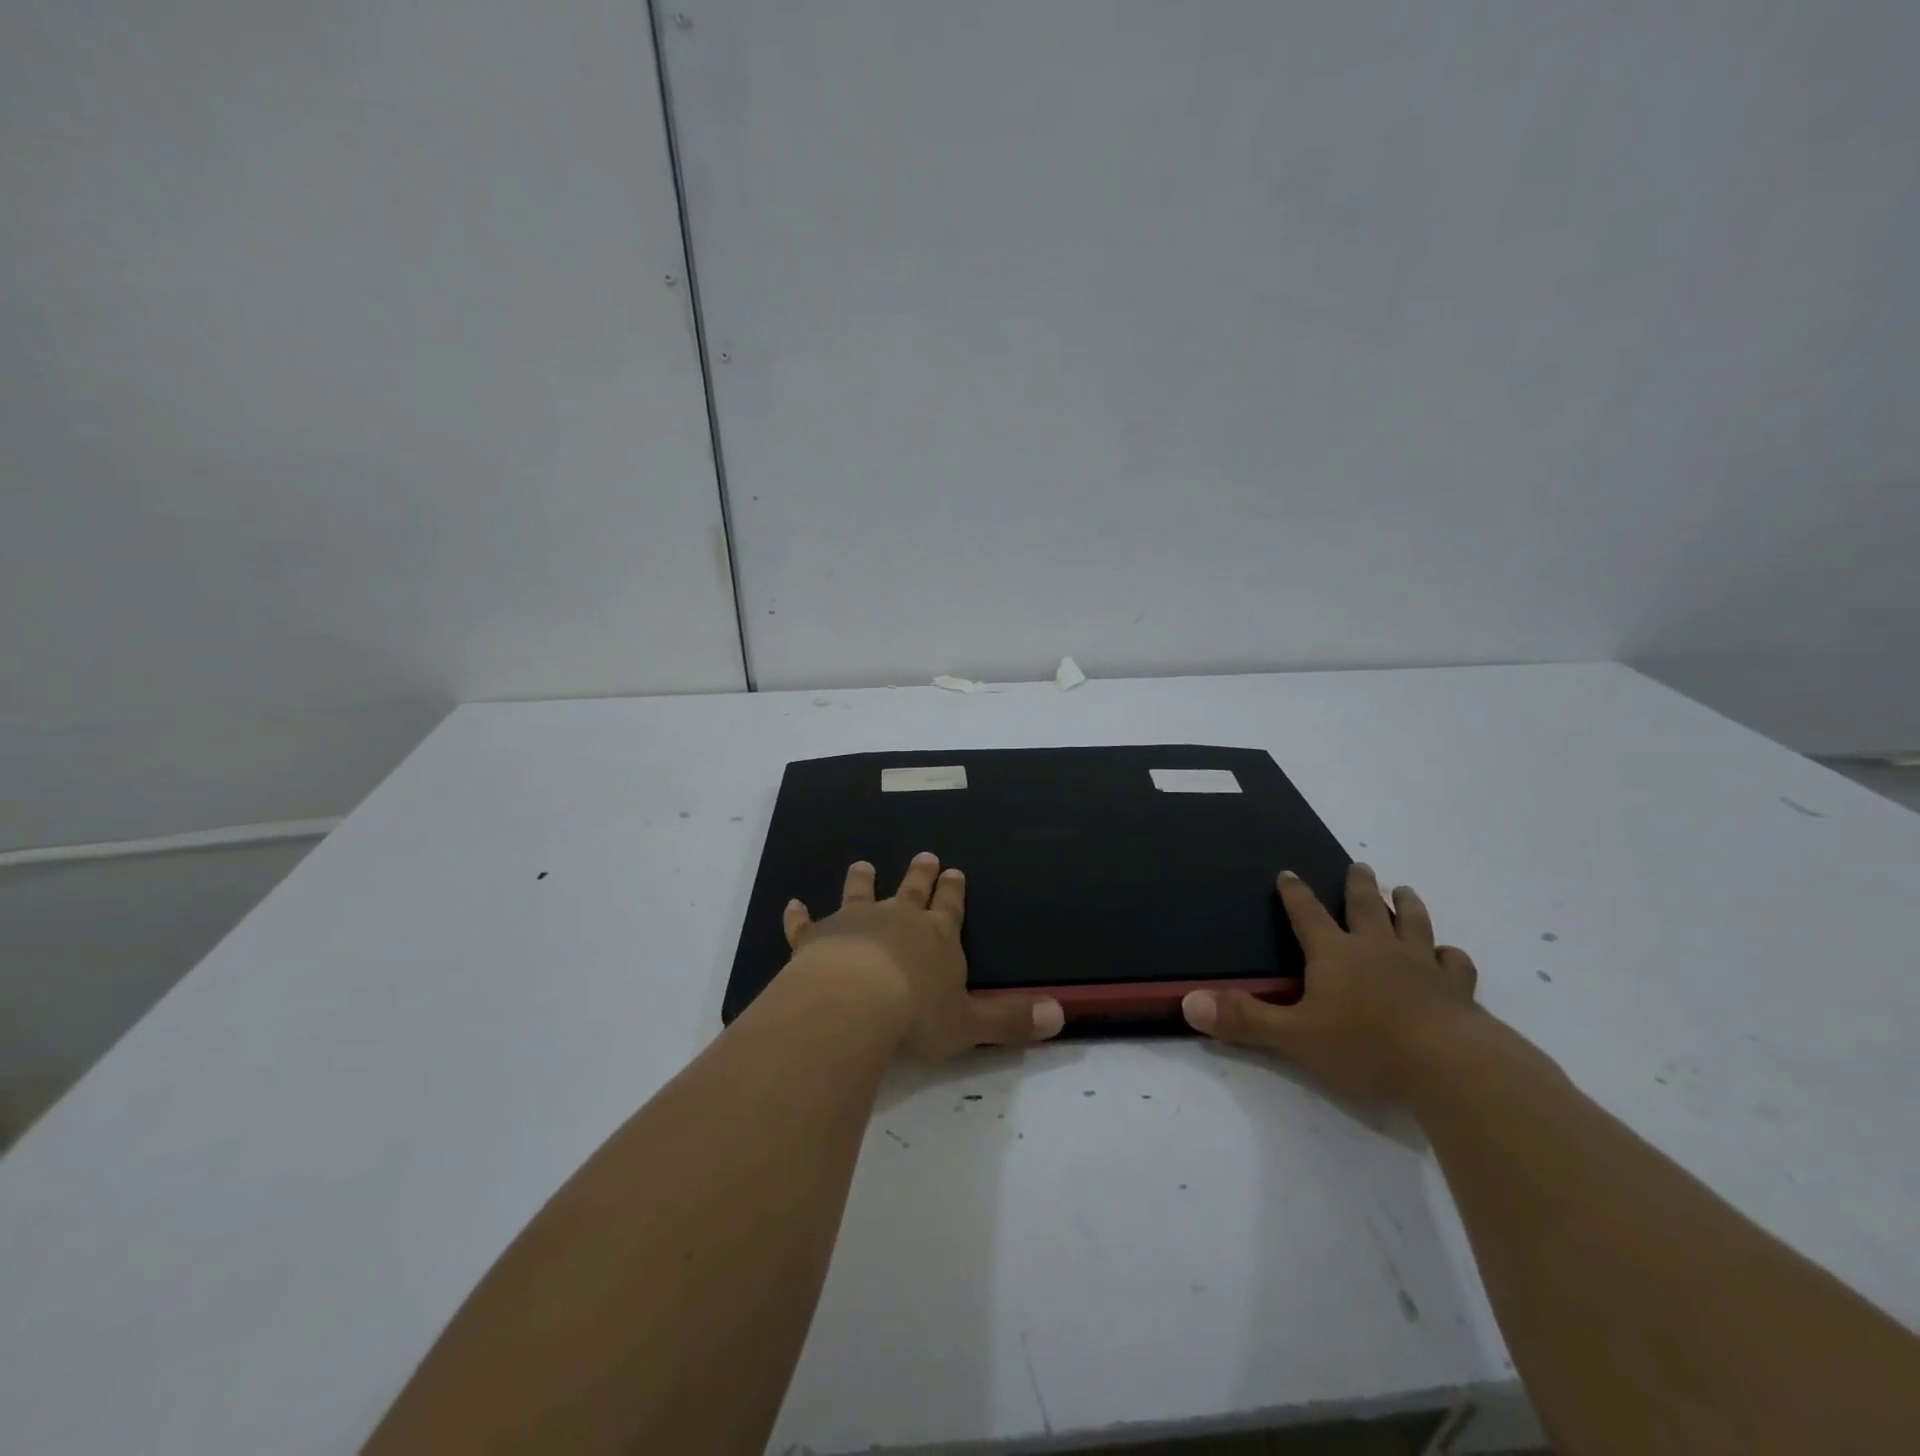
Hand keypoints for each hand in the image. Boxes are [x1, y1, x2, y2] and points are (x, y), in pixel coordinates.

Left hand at [781, 853, 1065, 1062]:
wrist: (853, 1003)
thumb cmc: (916, 1016)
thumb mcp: (971, 1024)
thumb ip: (1011, 1020)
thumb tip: (1061, 1015)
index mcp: (937, 936)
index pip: (950, 906)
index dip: (953, 891)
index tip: (954, 872)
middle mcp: (898, 919)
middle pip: (912, 890)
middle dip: (920, 874)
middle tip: (924, 856)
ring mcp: (854, 923)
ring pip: (861, 893)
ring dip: (863, 880)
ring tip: (863, 864)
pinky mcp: (816, 937)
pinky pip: (806, 923)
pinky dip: (799, 915)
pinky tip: (792, 904)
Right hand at [1181, 863, 1481, 1102]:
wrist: (1449, 1065)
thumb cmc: (1364, 1046)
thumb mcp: (1293, 1036)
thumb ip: (1243, 1019)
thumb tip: (1188, 1002)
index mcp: (1334, 954)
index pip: (1307, 914)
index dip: (1295, 894)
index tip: (1289, 872)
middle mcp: (1376, 949)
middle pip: (1365, 907)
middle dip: (1359, 886)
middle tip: (1361, 866)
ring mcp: (1421, 966)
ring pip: (1413, 925)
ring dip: (1407, 906)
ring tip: (1404, 891)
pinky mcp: (1457, 990)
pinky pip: (1454, 963)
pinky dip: (1450, 955)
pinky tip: (1449, 954)